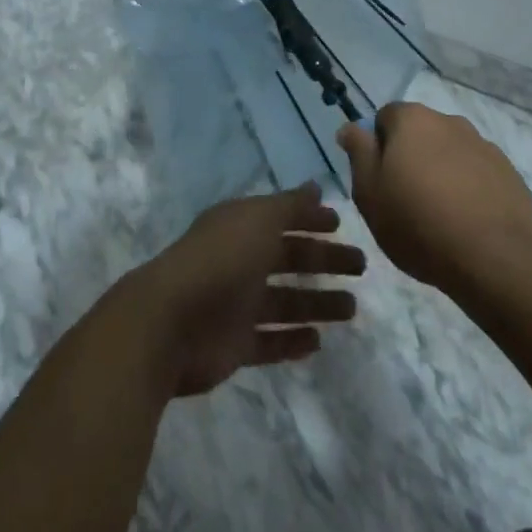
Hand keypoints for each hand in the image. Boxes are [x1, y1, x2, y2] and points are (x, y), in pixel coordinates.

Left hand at [132, 183, 364, 396]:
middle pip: (288, 257)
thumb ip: (289, 206)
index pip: (281, 218)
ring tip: (351, 308)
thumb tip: (316, 187)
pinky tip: (318, 340)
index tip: (342, 224)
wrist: (171, 323)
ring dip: (316, 302)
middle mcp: (239, 260)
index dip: (310, 219)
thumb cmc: (220, 261)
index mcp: (240, 226)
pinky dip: (292, 339)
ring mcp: (236, 304)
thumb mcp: (259, 221)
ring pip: (285, 300)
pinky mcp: (235, 344)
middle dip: (323, 259)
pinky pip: (271, 340)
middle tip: (360, 266)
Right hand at [338, 102, 531, 296]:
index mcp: (412, 120)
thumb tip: (350, 128)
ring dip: (442, 172)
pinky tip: (468, 222)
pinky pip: (478, 174)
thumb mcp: (369, 192)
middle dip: (412, 157)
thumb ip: (358, 152)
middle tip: (406, 199)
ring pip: (451, 152)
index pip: (385, 118)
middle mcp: (449, 121)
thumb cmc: (418, 223)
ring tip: (440, 215)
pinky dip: (470, 189)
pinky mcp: (509, 174)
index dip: (378, 147)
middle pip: (420, 133)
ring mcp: (484, 146)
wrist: (494, 261)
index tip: (381, 181)